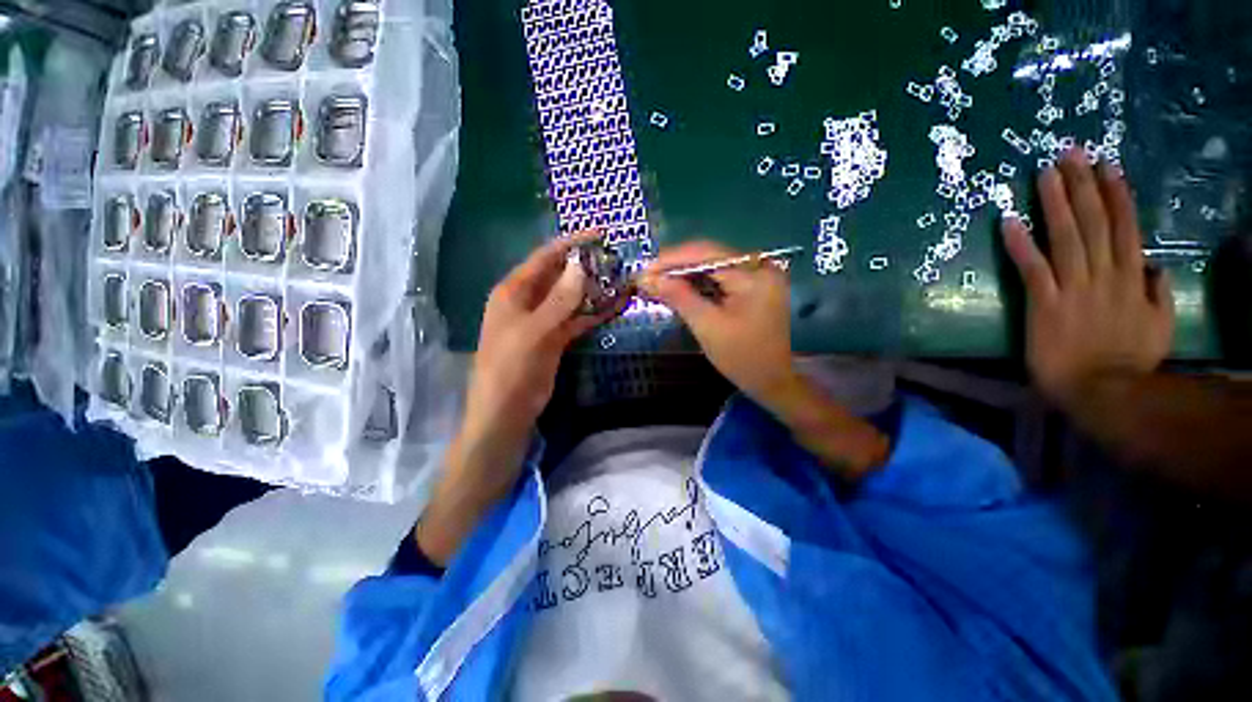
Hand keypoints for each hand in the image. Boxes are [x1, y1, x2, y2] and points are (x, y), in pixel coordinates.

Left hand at [461, 229, 621, 480]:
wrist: (507, 411)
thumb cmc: (511, 367)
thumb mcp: (535, 331)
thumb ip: (560, 300)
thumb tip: (580, 266)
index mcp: (513, 291)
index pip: (545, 258)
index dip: (571, 244)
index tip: (599, 234)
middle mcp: (528, 301)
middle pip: (560, 276)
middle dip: (586, 266)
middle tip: (616, 258)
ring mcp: (543, 320)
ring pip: (571, 298)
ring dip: (593, 290)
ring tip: (621, 279)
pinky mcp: (555, 338)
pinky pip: (577, 320)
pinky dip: (594, 314)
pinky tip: (615, 306)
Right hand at [638, 241, 797, 406]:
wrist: (771, 379)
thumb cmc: (741, 357)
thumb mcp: (707, 326)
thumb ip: (679, 297)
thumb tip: (649, 278)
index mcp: (753, 275)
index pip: (705, 254)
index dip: (671, 259)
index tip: (644, 270)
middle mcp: (759, 266)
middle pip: (709, 256)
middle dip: (675, 266)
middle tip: (647, 277)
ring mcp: (758, 275)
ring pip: (712, 265)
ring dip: (684, 273)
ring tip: (657, 282)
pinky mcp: (754, 285)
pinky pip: (720, 276)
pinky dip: (698, 282)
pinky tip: (678, 287)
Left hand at [1003, 150, 1174, 407]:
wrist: (1100, 390)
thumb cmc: (1129, 361)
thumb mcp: (1161, 326)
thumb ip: (1160, 294)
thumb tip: (1157, 267)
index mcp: (1132, 278)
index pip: (1125, 227)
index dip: (1116, 194)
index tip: (1106, 166)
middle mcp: (1104, 275)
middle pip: (1095, 222)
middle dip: (1083, 185)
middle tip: (1070, 153)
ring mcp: (1073, 288)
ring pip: (1066, 237)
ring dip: (1055, 203)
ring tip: (1044, 173)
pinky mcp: (1044, 303)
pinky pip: (1031, 268)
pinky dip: (1020, 244)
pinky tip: (1008, 220)